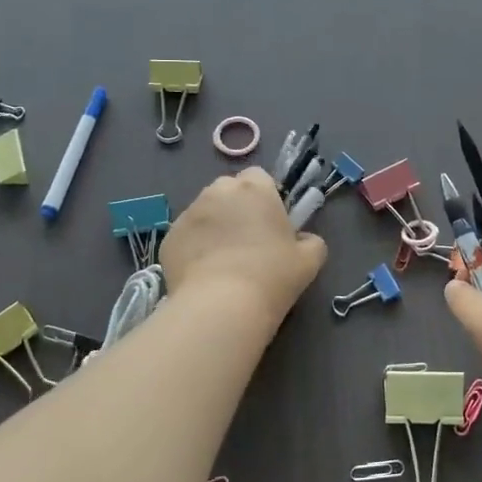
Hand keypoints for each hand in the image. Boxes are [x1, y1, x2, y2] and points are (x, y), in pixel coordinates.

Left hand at [162, 167, 327, 320]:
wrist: (221, 305)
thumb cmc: (272, 276)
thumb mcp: (309, 261)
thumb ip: (311, 242)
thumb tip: (303, 239)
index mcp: (255, 189)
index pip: (259, 176)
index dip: (265, 196)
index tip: (270, 222)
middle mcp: (218, 192)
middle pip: (228, 190)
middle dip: (236, 207)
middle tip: (248, 241)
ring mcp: (189, 213)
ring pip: (204, 212)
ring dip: (214, 227)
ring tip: (223, 260)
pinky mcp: (169, 238)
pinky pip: (186, 236)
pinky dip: (194, 248)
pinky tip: (204, 274)